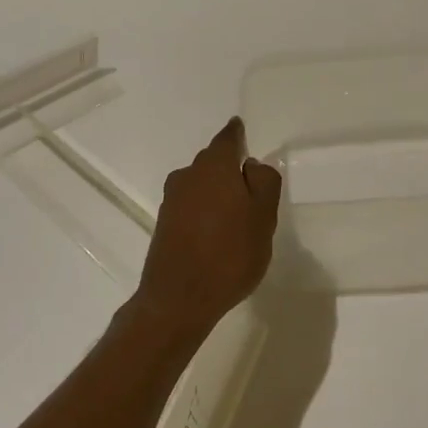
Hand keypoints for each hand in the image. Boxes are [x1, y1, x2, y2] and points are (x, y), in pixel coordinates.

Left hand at [133, 117, 281, 336]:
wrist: (178, 298)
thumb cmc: (230, 254)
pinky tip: (217, 232)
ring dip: (217, 192)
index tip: (240, 128)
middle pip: (213, 162)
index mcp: (214, 167)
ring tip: (237, 214)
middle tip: (251, 185)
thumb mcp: (263, 217)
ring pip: (201, 185)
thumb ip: (264, 183)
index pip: (228, 139)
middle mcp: (188, 176)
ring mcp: (172, 200)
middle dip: (230, 167)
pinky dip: (205, 211)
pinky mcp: (164, 224)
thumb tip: (251, 165)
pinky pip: (191, 206)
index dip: (237, 134)